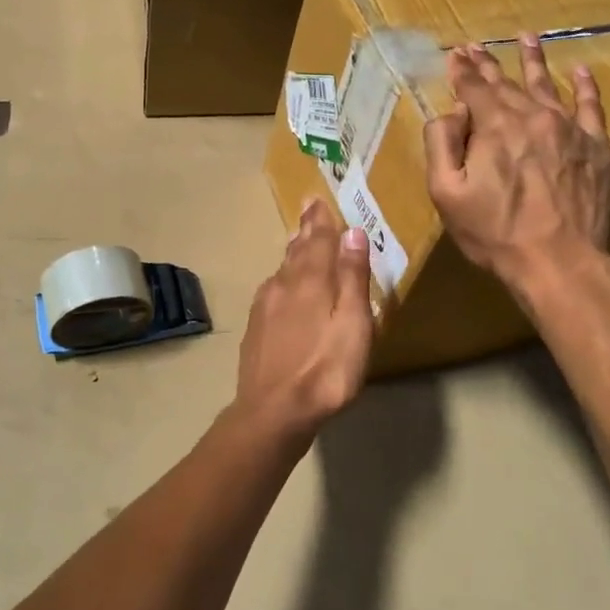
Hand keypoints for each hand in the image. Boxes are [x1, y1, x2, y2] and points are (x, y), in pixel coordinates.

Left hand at [236, 197, 374, 439]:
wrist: (274, 410)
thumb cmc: (326, 369)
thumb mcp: (353, 324)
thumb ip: (352, 278)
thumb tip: (352, 232)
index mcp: (310, 280)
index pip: (318, 240)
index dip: (321, 220)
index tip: (317, 199)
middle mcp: (283, 285)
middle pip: (297, 251)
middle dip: (306, 230)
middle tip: (309, 210)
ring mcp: (265, 306)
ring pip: (283, 270)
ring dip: (294, 252)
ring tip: (299, 240)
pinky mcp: (256, 328)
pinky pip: (273, 290)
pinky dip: (283, 278)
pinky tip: (282, 285)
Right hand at [424, 36, 609, 306]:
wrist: (559, 262)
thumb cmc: (494, 232)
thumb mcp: (445, 193)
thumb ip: (441, 144)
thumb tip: (450, 112)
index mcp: (495, 126)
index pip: (474, 88)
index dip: (461, 71)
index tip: (453, 54)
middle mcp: (533, 116)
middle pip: (507, 83)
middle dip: (487, 64)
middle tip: (476, 46)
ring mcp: (570, 130)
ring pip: (547, 85)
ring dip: (533, 60)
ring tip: (527, 37)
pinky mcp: (596, 148)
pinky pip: (591, 107)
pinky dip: (585, 86)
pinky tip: (580, 70)